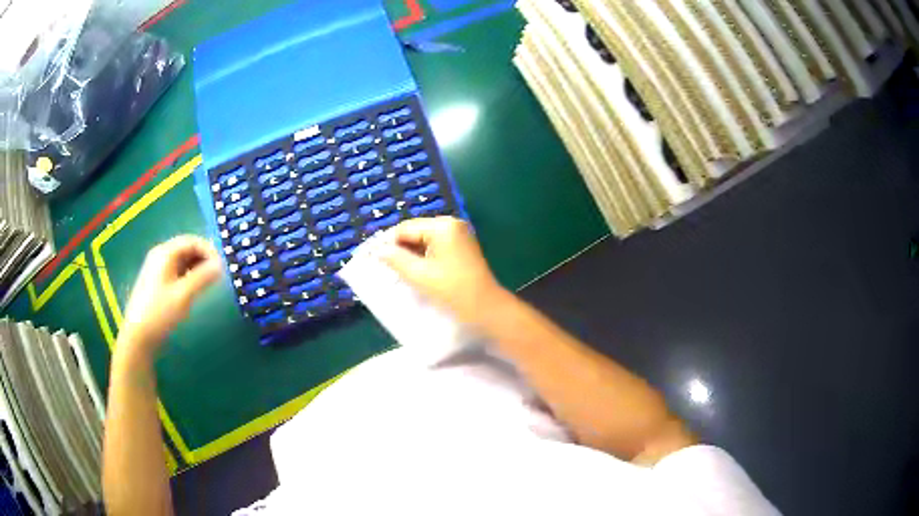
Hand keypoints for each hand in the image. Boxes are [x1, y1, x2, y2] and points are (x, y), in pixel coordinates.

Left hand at [118, 235, 221, 361]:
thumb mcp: (183, 295)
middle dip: (204, 258)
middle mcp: (160, 255)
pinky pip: (177, 270)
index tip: (222, 267)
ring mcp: (158, 268)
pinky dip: (189, 275)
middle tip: (218, 275)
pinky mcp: (157, 282)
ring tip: (209, 283)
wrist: (138, 335)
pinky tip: (194, 288)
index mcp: (165, 253)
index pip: (191, 241)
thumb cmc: (160, 313)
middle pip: (187, 248)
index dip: (209, 250)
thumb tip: (221, 265)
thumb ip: (203, 277)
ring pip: (182, 260)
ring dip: (197, 267)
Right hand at [381, 216, 505, 325]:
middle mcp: (451, 224)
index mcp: (442, 226)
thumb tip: (378, 250)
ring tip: (397, 270)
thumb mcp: (419, 275)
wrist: (486, 309)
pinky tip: (415, 271)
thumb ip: (396, 259)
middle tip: (384, 265)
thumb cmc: (452, 291)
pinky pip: (435, 247)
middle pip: (415, 232)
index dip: (388, 243)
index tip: (373, 257)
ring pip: (424, 240)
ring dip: (410, 254)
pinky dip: (423, 257)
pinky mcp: (461, 247)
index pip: (405, 228)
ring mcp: (458, 235)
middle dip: (400, 248)